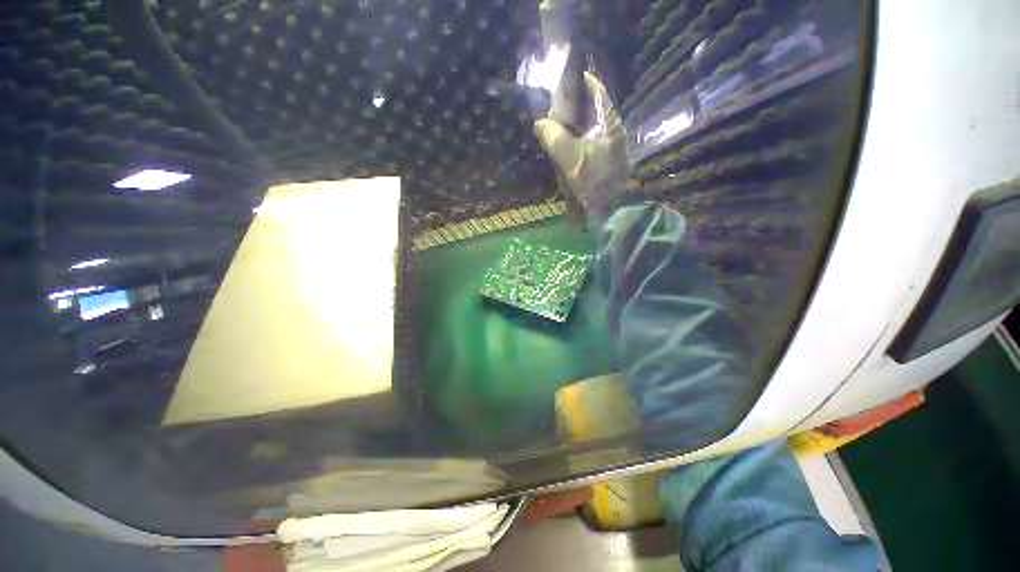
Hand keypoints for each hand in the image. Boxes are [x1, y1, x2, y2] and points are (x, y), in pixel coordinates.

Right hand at [533, 72, 631, 222]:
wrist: (612, 208)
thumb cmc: (595, 180)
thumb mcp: (572, 159)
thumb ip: (555, 139)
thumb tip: (540, 123)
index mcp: (608, 122)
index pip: (596, 91)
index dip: (581, 81)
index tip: (563, 78)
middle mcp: (610, 129)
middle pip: (590, 108)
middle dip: (572, 105)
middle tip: (551, 104)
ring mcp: (607, 144)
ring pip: (587, 126)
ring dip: (571, 124)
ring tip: (553, 123)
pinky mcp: (602, 159)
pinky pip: (586, 142)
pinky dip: (573, 140)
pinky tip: (561, 145)